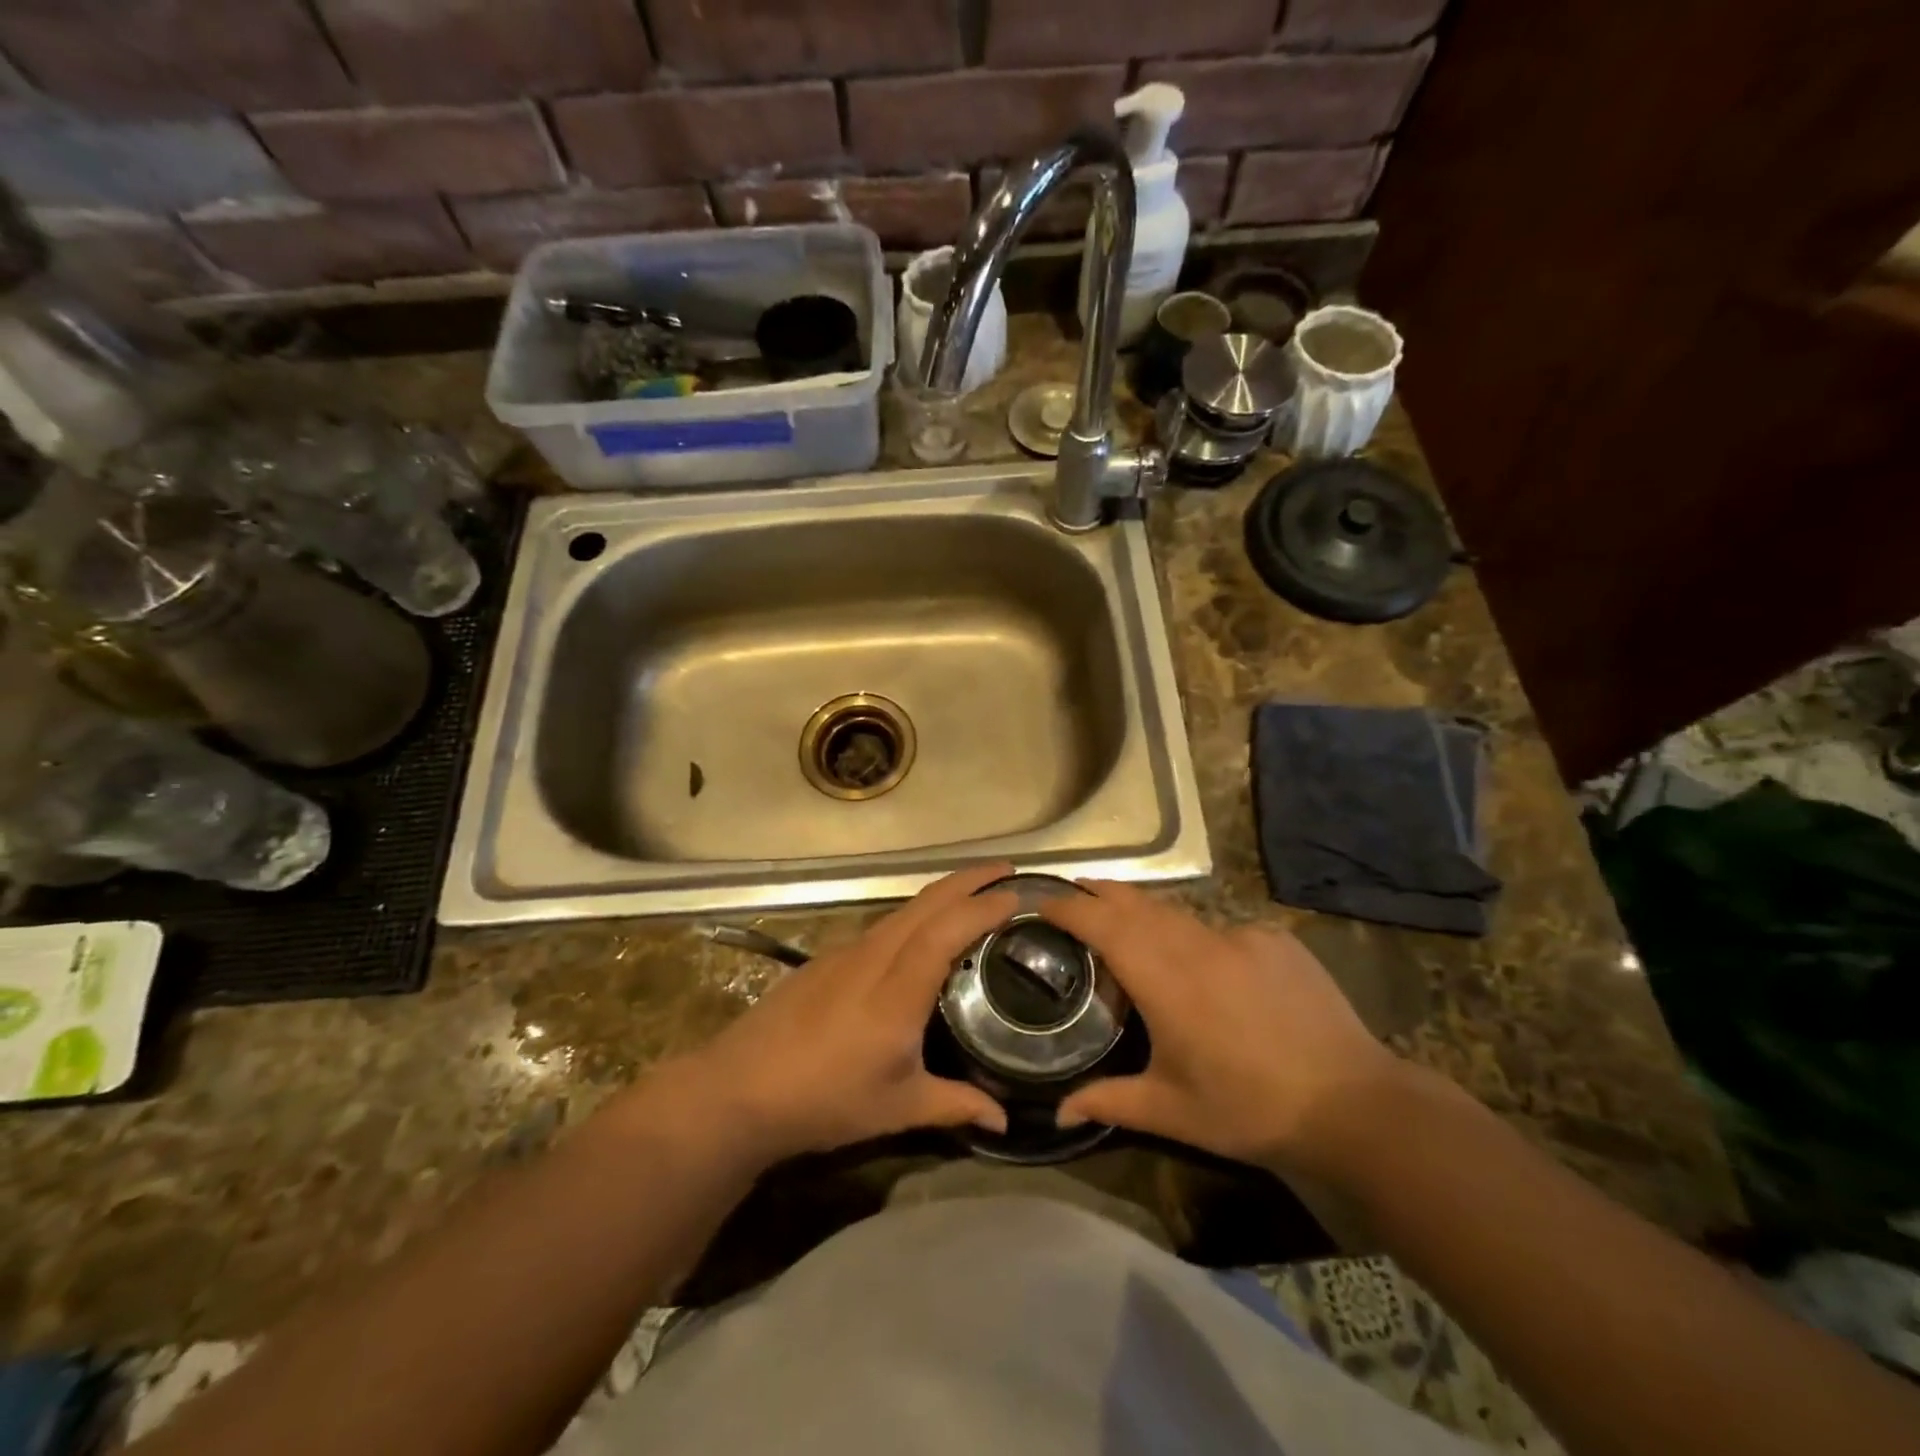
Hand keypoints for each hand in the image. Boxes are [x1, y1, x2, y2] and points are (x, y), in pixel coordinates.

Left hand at [664, 865, 1017, 1163]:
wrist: (740, 1089)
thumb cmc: (825, 1099)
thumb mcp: (897, 1108)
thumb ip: (955, 1105)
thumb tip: (1004, 1119)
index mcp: (897, 990)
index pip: (947, 930)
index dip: (984, 907)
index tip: (1019, 894)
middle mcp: (874, 957)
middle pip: (927, 902)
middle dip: (970, 878)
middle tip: (1007, 870)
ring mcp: (847, 952)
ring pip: (904, 909)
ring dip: (942, 892)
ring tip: (974, 894)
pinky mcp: (828, 958)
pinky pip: (883, 924)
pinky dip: (916, 913)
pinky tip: (922, 932)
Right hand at [1039, 881, 1408, 1171]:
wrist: (1353, 1104)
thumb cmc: (1249, 1108)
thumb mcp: (1172, 1111)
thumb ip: (1109, 1101)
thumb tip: (1057, 1112)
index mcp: (1164, 978)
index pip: (1102, 923)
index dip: (1068, 906)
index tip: (1041, 901)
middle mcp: (1197, 943)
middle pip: (1137, 903)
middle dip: (1101, 894)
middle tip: (1075, 896)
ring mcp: (1240, 935)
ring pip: (1179, 912)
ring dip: (1147, 913)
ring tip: (1129, 925)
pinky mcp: (1275, 938)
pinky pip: (1222, 929)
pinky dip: (1198, 937)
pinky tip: (1207, 967)